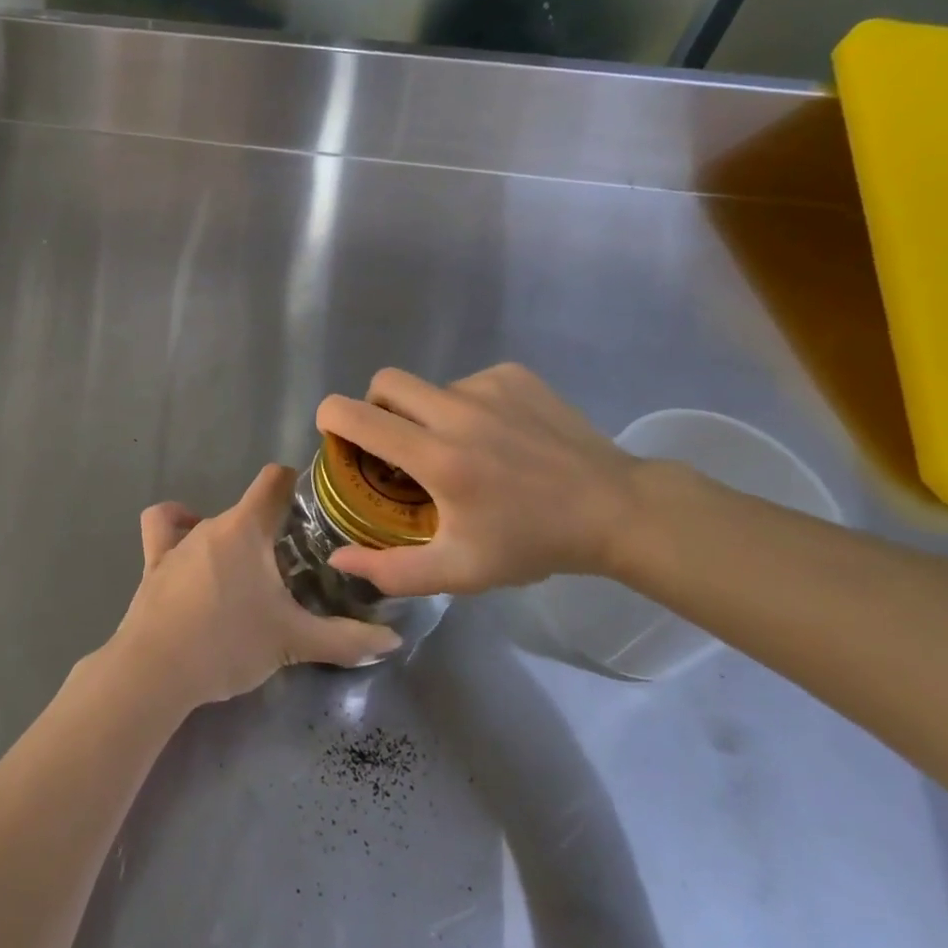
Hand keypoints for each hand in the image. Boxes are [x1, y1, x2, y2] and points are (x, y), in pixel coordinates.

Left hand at [109, 465, 402, 707]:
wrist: (156, 670)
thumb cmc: (228, 642)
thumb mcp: (294, 642)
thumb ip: (345, 640)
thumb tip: (393, 639)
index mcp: (246, 528)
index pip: (275, 480)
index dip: (297, 484)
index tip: (317, 507)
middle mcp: (211, 523)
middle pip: (248, 509)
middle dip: (273, 528)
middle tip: (298, 561)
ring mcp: (177, 541)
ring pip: (210, 520)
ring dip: (231, 537)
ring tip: (249, 569)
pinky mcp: (153, 562)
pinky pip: (164, 528)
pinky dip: (177, 527)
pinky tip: (191, 549)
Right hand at [315, 363, 642, 596]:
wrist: (616, 510)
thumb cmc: (532, 542)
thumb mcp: (460, 571)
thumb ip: (391, 570)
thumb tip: (337, 559)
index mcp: (438, 458)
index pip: (357, 416)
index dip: (331, 418)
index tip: (335, 436)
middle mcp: (457, 411)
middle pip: (385, 382)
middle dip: (376, 407)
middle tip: (395, 443)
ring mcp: (488, 387)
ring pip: (430, 388)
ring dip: (428, 414)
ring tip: (463, 449)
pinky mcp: (514, 376)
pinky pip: (467, 384)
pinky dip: (467, 407)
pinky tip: (498, 437)